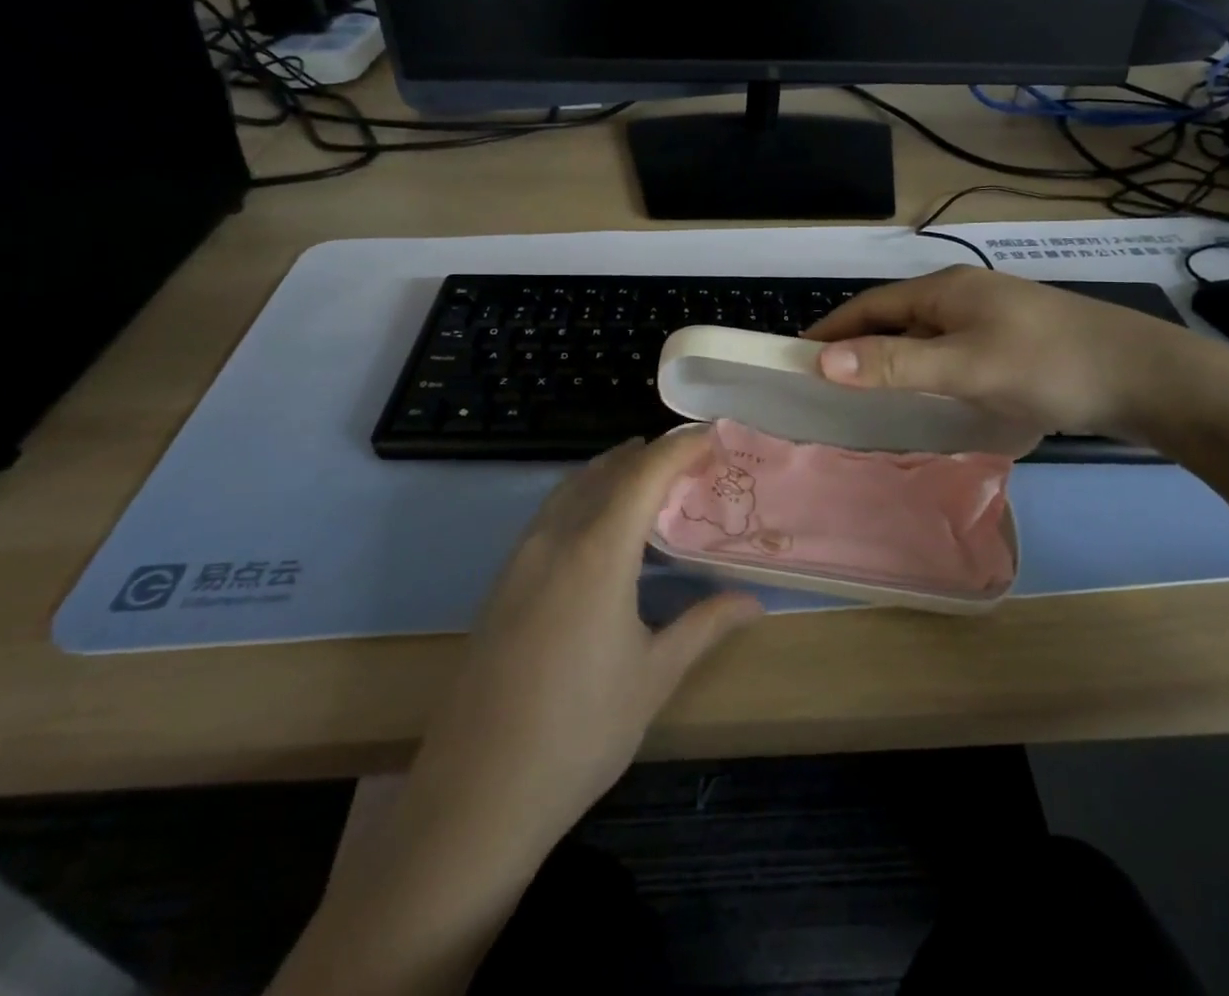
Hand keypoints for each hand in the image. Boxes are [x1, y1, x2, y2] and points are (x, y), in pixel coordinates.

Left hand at [413, 431, 763, 856]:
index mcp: (597, 550)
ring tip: (648, 475)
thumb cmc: (580, 732)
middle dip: (649, 453)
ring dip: (612, 469)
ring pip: (571, 487)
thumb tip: (753, 601)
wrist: (476, 794)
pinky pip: (550, 513)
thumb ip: (704, 625)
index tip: (713, 434)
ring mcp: (521, 557)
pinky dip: (584, 496)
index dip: (680, 447)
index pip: (645, 473)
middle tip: (689, 457)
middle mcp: (555, 538)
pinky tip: (600, 525)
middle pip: (605, 470)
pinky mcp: (502, 581)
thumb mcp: (653, 677)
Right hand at [803, 266, 1203, 440]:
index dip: (832, 329)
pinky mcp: (1012, 343)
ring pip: (924, 337)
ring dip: (891, 359)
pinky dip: (924, 370)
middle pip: (894, 319)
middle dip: (858, 345)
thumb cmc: (1048, 364)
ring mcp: (990, 318)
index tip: (796, 355)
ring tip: (866, 394)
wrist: (1146, 377)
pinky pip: (950, 352)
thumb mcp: (966, 366)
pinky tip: (926, 397)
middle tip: (825, 383)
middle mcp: (963, 295)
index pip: (870, 305)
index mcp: (945, 290)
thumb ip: (897, 364)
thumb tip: (824, 361)